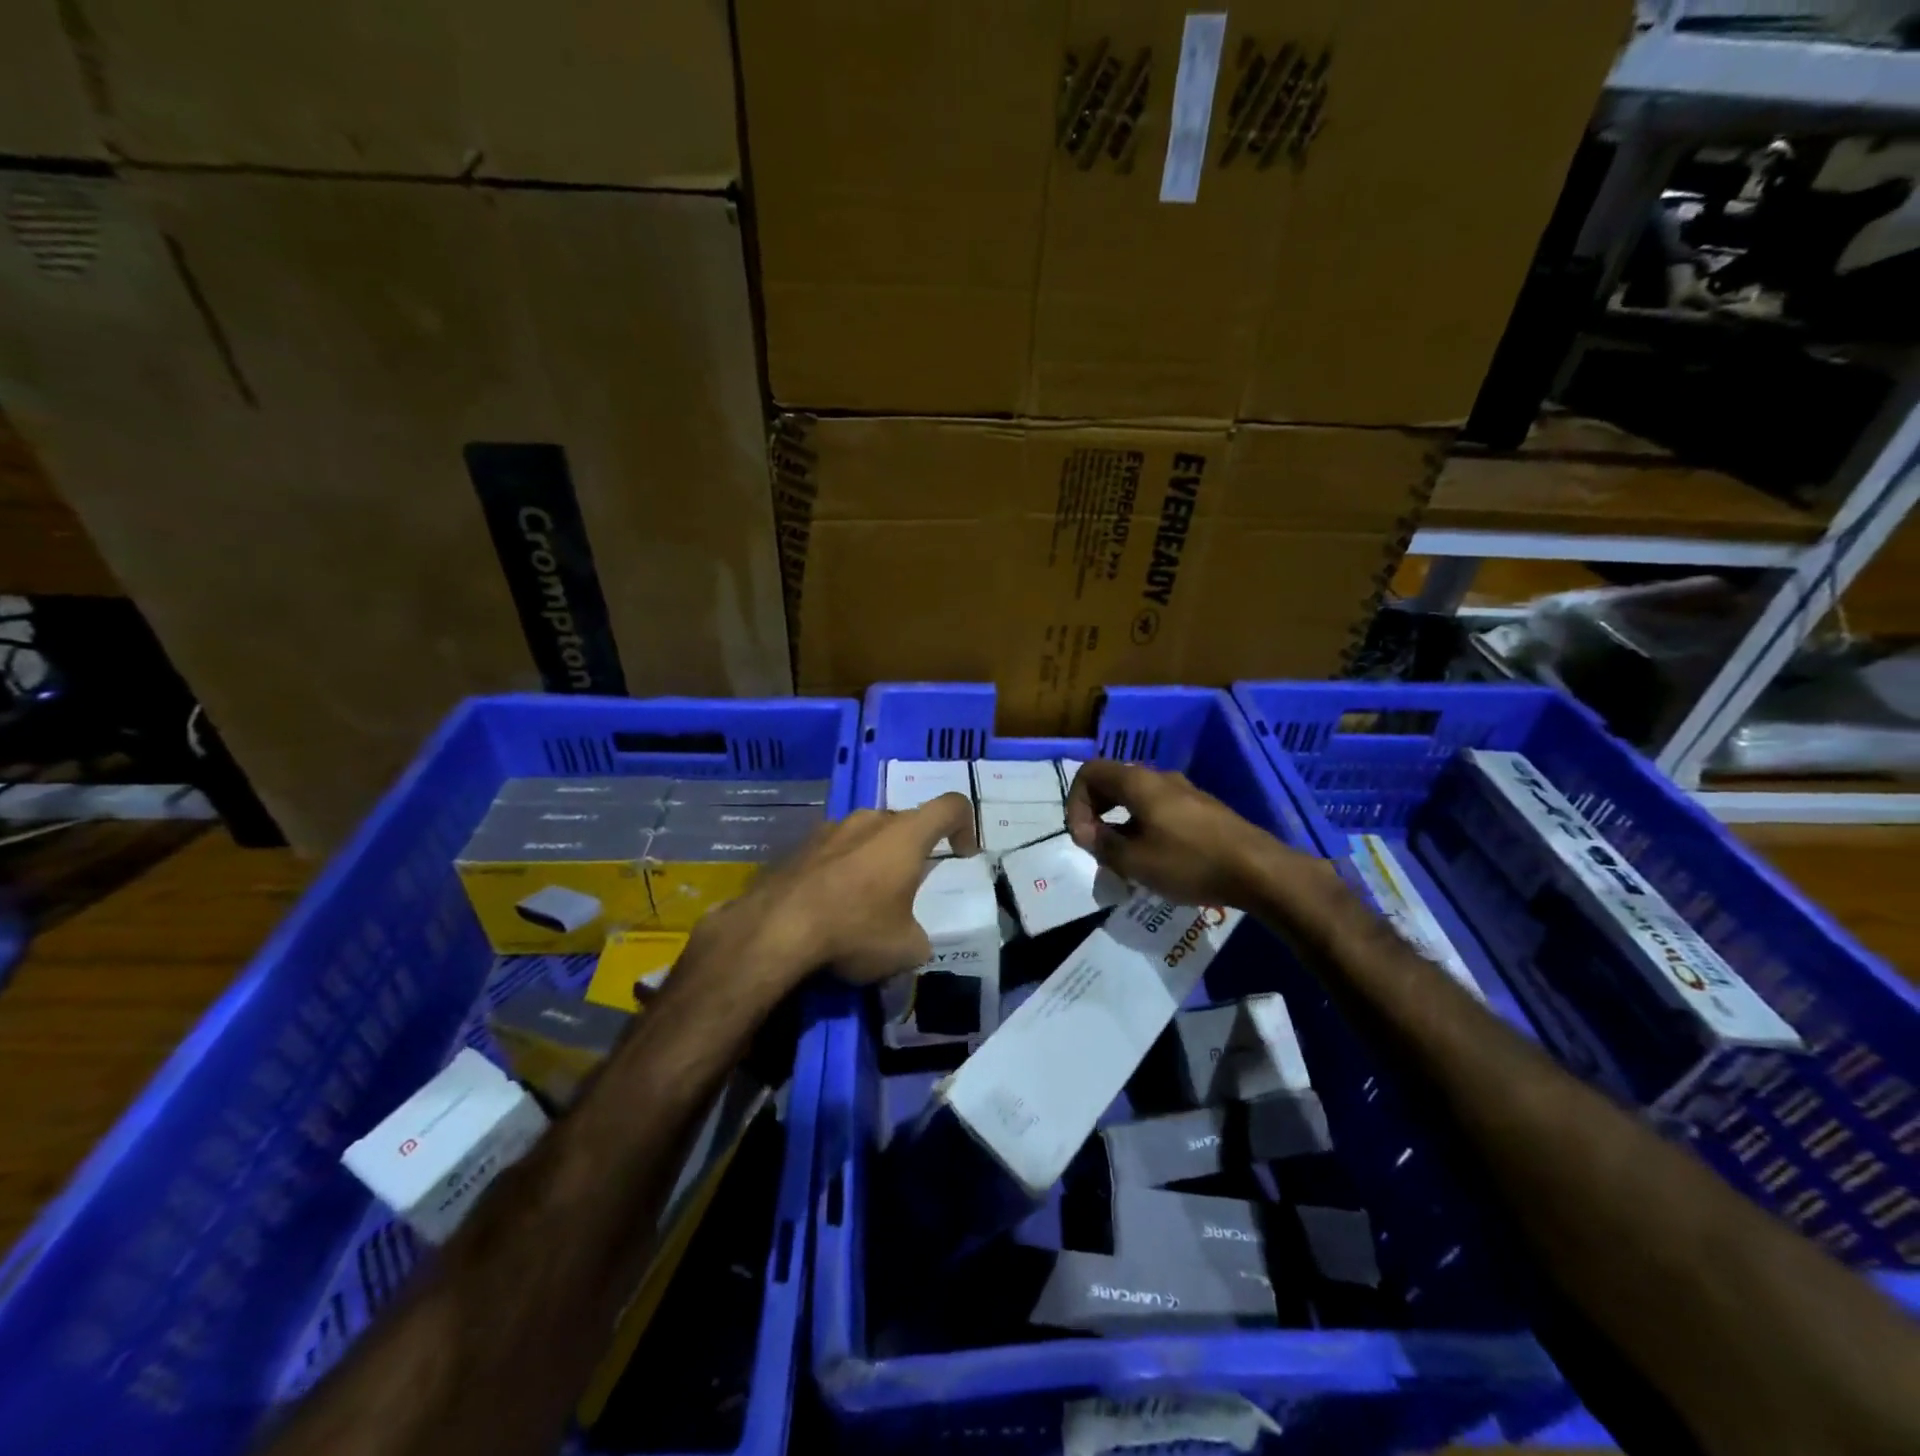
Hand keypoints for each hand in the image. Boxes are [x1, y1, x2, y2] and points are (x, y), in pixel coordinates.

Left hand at [700, 793, 978, 985]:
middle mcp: (869, 820)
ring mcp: (829, 829)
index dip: (965, 825)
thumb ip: (920, 937)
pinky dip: (840, 871)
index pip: (951, 806)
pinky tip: (829, 907)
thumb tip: (912, 940)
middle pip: (904, 823)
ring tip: (864, 901)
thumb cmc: (854, 930)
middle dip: (912, 851)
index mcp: (905, 835)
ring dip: (873, 860)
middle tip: (907, 888)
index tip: (961, 854)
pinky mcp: (798, 846)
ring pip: (865, 835)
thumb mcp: (906, 949)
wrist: (775, 930)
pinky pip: (833, 851)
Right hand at [1065, 760, 1310, 908]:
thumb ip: (1102, 844)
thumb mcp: (1134, 861)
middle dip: (1095, 812)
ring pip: (1136, 798)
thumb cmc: (1189, 862)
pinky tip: (1154, 859)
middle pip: (1112, 782)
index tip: (1083, 837)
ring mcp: (1184, 791)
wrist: (1258, 870)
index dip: (1075, 802)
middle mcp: (1159, 778)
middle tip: (1096, 847)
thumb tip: (1085, 832)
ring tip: (1123, 859)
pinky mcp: (1202, 809)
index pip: (1089, 772)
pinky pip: (1158, 809)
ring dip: (1119, 823)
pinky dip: (1143, 826)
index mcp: (1137, 782)